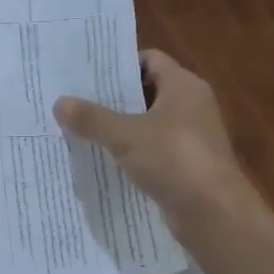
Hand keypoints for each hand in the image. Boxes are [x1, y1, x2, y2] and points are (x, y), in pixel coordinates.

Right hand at [53, 50, 265, 238]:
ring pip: (147, 123)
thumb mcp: (125, 135)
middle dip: (113, 97)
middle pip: (146, 91)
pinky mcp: (186, 166)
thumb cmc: (174, 159)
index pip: (150, 59)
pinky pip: (152, 150)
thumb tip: (59, 102)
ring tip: (80, 128)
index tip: (87, 73)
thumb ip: (92, 118)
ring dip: (119, 127)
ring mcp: (191, 138)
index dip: (120, 64)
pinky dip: (130, 152)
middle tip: (75, 100)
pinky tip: (102, 158)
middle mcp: (191, 106)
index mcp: (184, 86)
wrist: (214, 214)